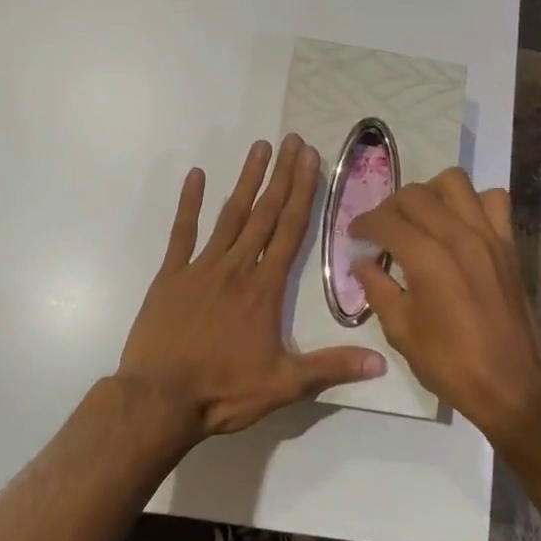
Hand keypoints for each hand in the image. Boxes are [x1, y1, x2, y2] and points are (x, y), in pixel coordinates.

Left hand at [116, 135, 387, 441]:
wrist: (159, 399)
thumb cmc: (223, 391)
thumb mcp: (284, 385)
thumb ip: (331, 368)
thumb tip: (381, 363)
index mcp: (265, 288)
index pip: (290, 230)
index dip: (303, 192)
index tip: (311, 159)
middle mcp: (237, 267)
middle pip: (265, 213)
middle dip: (282, 175)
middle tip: (292, 140)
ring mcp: (201, 267)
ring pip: (230, 215)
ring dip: (246, 180)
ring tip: (259, 147)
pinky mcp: (171, 275)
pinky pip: (182, 231)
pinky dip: (189, 203)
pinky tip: (196, 175)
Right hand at [350, 168, 540, 442]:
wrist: (510, 383)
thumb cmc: (449, 362)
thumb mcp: (400, 330)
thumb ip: (377, 289)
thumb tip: (362, 262)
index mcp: (427, 259)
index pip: (386, 220)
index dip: (364, 224)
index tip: (355, 235)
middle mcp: (457, 236)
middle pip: (415, 194)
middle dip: (390, 206)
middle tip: (382, 228)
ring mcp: (487, 235)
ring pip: (454, 183)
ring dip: (431, 193)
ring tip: (422, 217)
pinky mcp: (508, 243)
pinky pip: (494, 199)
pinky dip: (474, 202)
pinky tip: (461, 223)